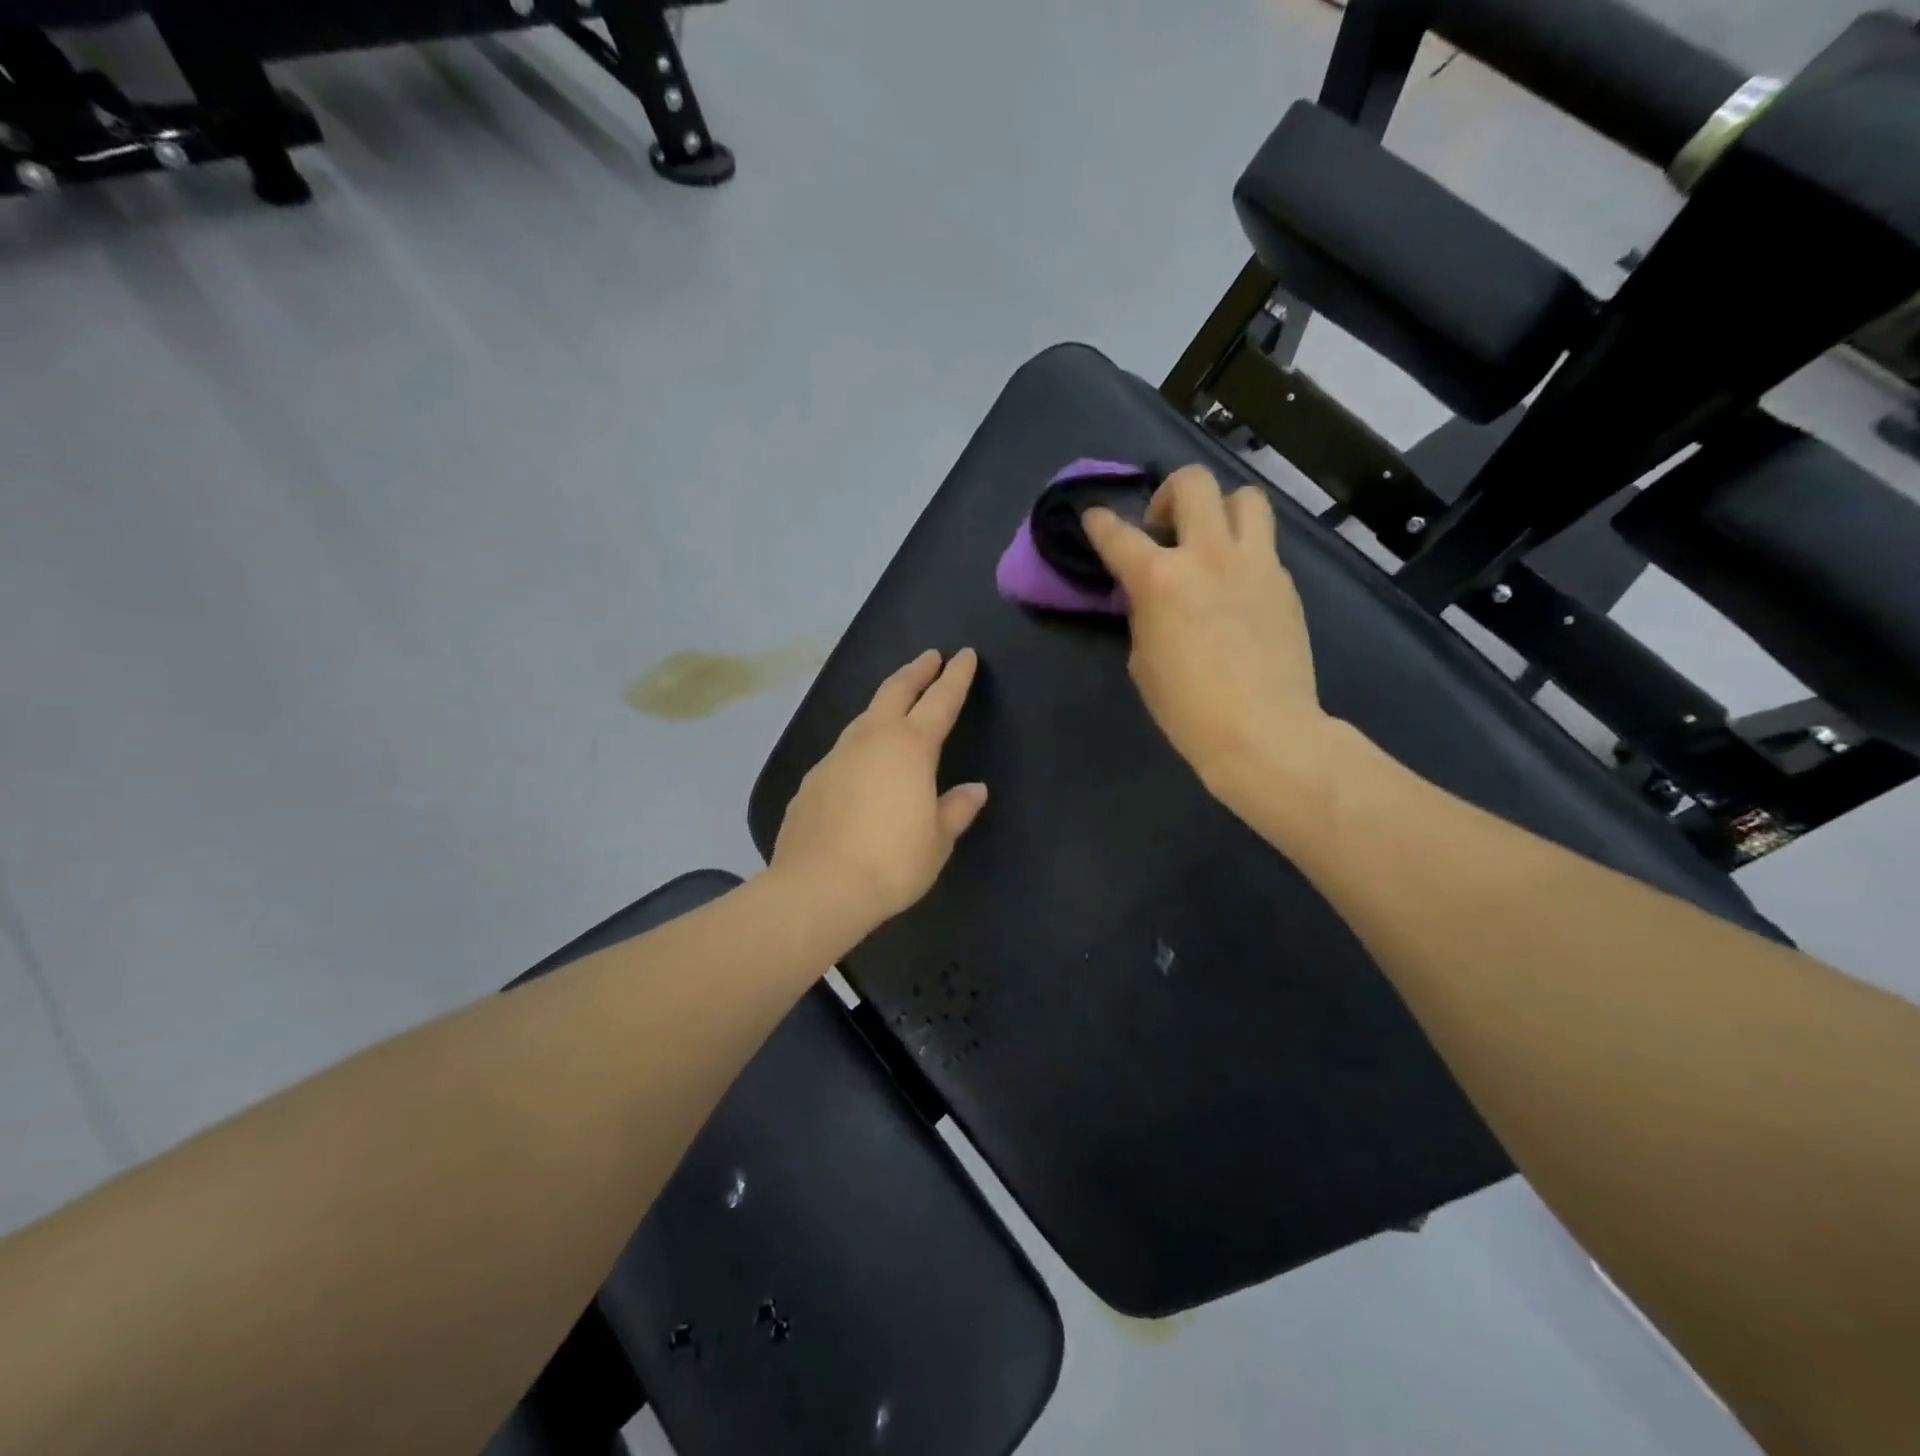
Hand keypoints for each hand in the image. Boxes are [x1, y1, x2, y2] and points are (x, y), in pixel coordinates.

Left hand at [771, 648, 988, 933]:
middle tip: (930, 657)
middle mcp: (871, 740)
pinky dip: (861, 743)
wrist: (817, 888)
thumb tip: (975, 789)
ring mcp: (836, 756)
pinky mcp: (812, 779)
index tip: (964, 654)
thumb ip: (956, 809)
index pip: (940, 701)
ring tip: (898, 702)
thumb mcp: (937, 840)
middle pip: (895, 691)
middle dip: (916, 671)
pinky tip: (863, 762)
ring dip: (885, 703)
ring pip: (865, 716)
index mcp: (910, 747)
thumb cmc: (891, 863)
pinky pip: (844, 750)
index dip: (956, 677)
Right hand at [1083, 466, 1330, 811]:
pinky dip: (1243, 552)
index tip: (1095, 518)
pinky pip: (1263, 544)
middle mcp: (1208, 555)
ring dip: (1221, 509)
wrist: (1263, 730)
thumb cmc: (1187, 707)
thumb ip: (1144, 614)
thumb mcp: (1143, 660)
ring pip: (1245, 497)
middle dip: (1169, 494)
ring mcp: (1255, 563)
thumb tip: (1152, 596)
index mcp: (1160, 579)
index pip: (1118, 534)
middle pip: (1192, 483)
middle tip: (1163, 527)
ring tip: (1211, 540)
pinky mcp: (1284, 582)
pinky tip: (1236, 587)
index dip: (1099, 522)